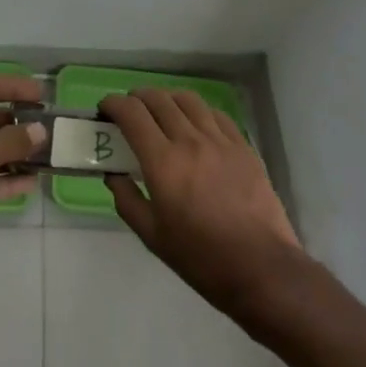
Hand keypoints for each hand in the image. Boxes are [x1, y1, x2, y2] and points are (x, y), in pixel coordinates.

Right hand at [102, 88, 306, 323]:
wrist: (261, 268)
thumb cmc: (201, 258)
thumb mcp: (152, 236)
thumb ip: (127, 200)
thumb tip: (113, 174)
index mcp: (163, 162)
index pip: (132, 114)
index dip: (113, 104)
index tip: (104, 110)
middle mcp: (190, 141)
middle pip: (158, 99)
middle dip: (137, 98)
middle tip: (129, 111)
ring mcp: (220, 140)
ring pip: (188, 100)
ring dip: (166, 98)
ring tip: (160, 110)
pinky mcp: (243, 146)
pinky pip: (216, 114)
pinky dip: (197, 111)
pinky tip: (195, 123)